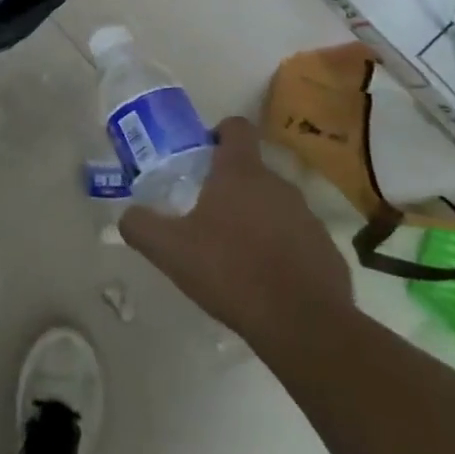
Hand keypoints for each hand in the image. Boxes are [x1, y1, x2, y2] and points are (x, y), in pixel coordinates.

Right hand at [121, 117, 353, 359]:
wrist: (304, 326)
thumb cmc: (231, 271)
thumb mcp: (170, 250)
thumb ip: (141, 226)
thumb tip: (127, 215)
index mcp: (241, 173)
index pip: (236, 127)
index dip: (219, 133)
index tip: (202, 153)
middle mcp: (279, 185)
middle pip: (253, 170)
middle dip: (231, 185)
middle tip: (206, 213)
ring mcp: (308, 218)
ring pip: (276, 205)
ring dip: (257, 218)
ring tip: (235, 251)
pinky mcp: (328, 251)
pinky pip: (298, 239)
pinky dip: (282, 250)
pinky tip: (266, 279)